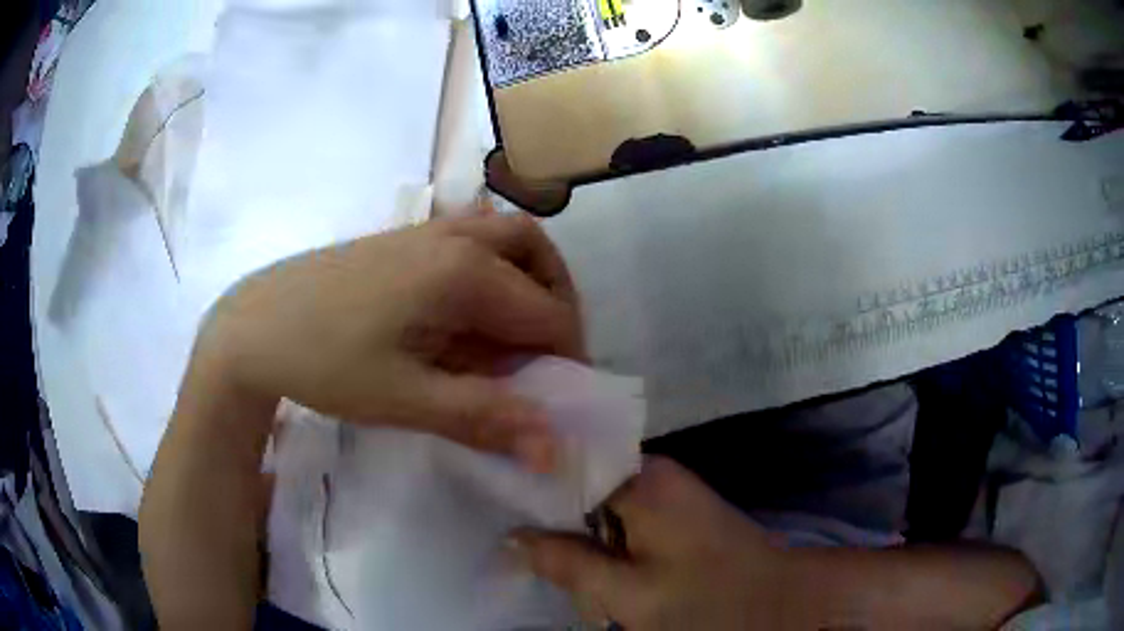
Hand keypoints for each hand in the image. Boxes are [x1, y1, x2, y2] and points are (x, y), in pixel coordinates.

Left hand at [195, 213, 584, 469]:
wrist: (253, 325)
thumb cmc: (324, 362)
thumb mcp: (404, 399)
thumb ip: (485, 418)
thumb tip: (554, 451)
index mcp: (463, 272)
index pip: (548, 313)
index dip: (566, 358)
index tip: (558, 399)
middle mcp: (454, 237)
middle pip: (539, 256)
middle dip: (557, 304)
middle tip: (546, 353)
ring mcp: (426, 230)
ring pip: (506, 237)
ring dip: (527, 278)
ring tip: (512, 330)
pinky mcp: (403, 237)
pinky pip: (471, 237)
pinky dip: (492, 267)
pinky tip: (464, 309)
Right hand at [512, 457, 795, 628]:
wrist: (783, 602)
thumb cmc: (710, 602)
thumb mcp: (630, 595)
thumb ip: (568, 564)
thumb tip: (513, 537)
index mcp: (641, 480)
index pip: (561, 464)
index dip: (527, 488)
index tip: (495, 510)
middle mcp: (654, 473)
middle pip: (578, 485)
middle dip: (555, 525)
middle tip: (533, 559)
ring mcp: (669, 492)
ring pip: (599, 508)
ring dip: (580, 541)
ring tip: (564, 573)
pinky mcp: (678, 513)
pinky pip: (623, 521)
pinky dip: (605, 545)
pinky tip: (598, 574)